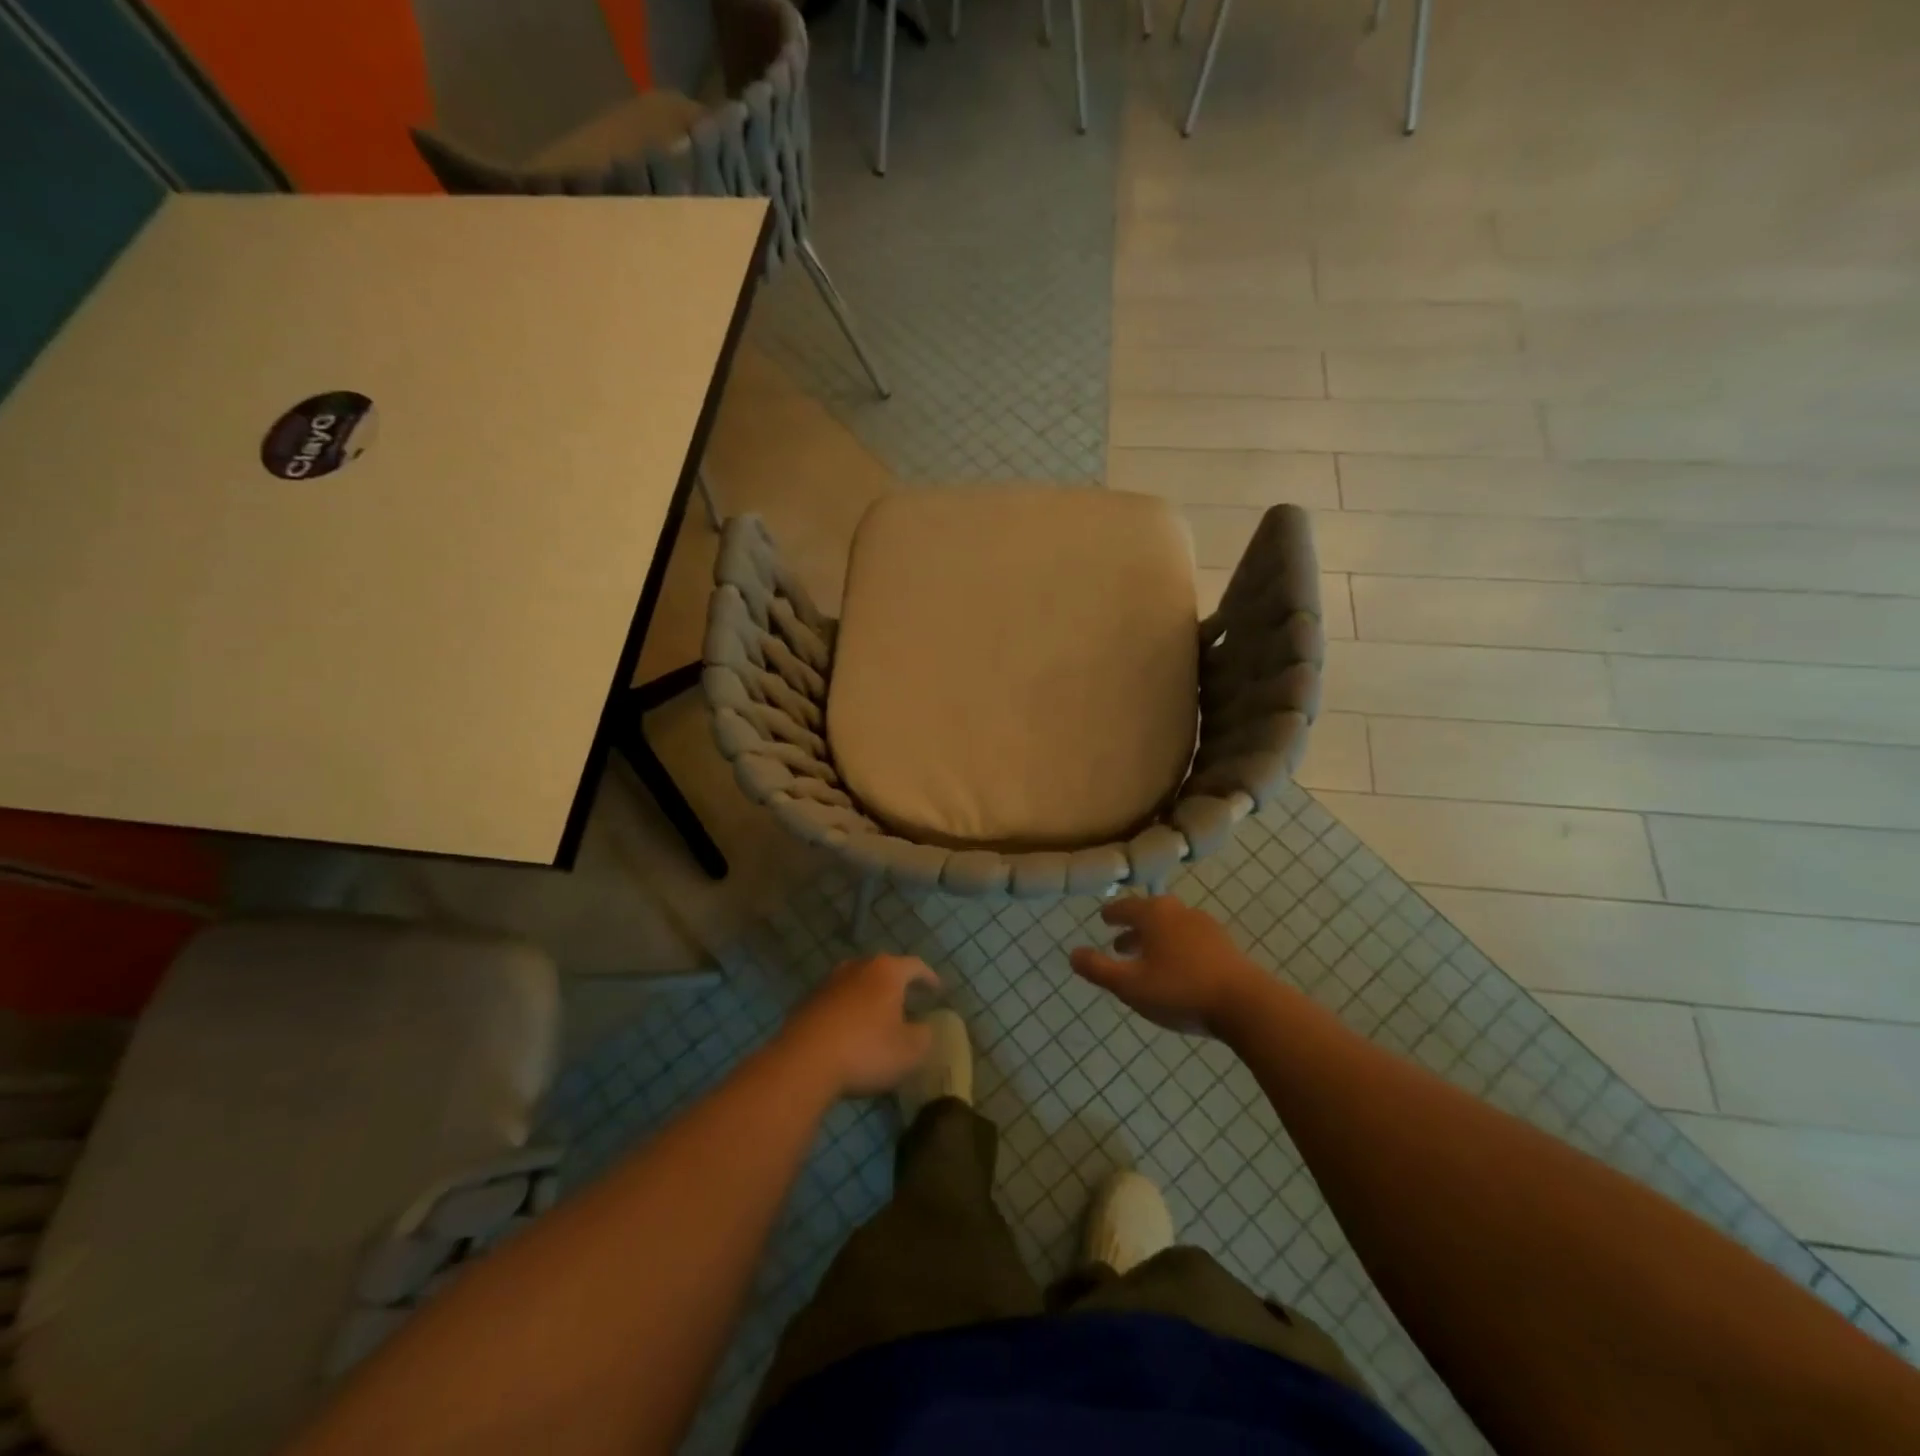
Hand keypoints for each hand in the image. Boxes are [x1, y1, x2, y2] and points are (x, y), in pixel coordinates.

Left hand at [776, 955, 940, 1099]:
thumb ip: (925, 1035)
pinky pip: (836, 1002)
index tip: (937, 990)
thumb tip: (924, 1027)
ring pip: (857, 984)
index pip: (915, 966)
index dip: (929, 978)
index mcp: (886, 971)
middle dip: (896, 985)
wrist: (803, 1063)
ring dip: (869, 998)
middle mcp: (856, 967)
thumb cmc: (865, 1050)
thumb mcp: (910, 1051)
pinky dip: (847, 1012)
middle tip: (908, 1001)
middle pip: (882, 970)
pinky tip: (849, 1033)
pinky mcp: (807, 1003)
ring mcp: (828, 983)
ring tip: (878, 1017)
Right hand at [1070, 895, 1267, 1037]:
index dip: (1112, 914)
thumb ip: (1098, 969)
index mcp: (1154, 915)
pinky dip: (1177, 948)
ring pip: (1172, 927)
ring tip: (1148, 960)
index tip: (1103, 919)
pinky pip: (1191, 940)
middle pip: (1151, 914)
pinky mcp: (1225, 946)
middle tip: (1120, 944)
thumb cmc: (1180, 990)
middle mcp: (1180, 912)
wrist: (1245, 1004)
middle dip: (1134, 928)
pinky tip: (1178, 969)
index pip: (1126, 907)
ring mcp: (1206, 927)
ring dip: (1156, 940)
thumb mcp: (1129, 985)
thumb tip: (1072, 953)